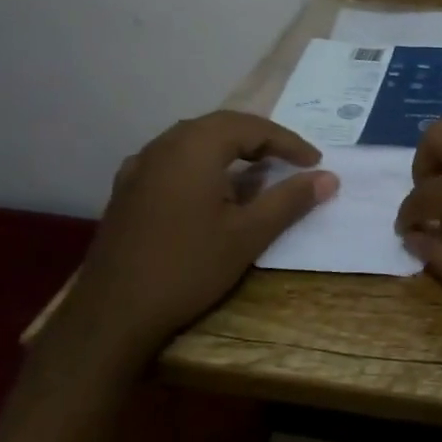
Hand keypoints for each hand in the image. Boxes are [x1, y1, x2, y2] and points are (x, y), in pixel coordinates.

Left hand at [50, 112, 336, 377]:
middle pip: (221, 126)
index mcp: (194, 148)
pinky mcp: (127, 190)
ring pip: (194, 140)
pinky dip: (204, 164)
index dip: (288, 142)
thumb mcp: (249, 234)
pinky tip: (212, 190)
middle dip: (261, 139)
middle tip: (292, 160)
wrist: (113, 314)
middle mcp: (163, 146)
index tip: (315, 163)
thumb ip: (290, 200)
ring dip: (231, 149)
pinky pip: (174, 160)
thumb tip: (328, 177)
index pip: (251, 127)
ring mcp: (139, 167)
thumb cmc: (188, 268)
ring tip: (259, 172)